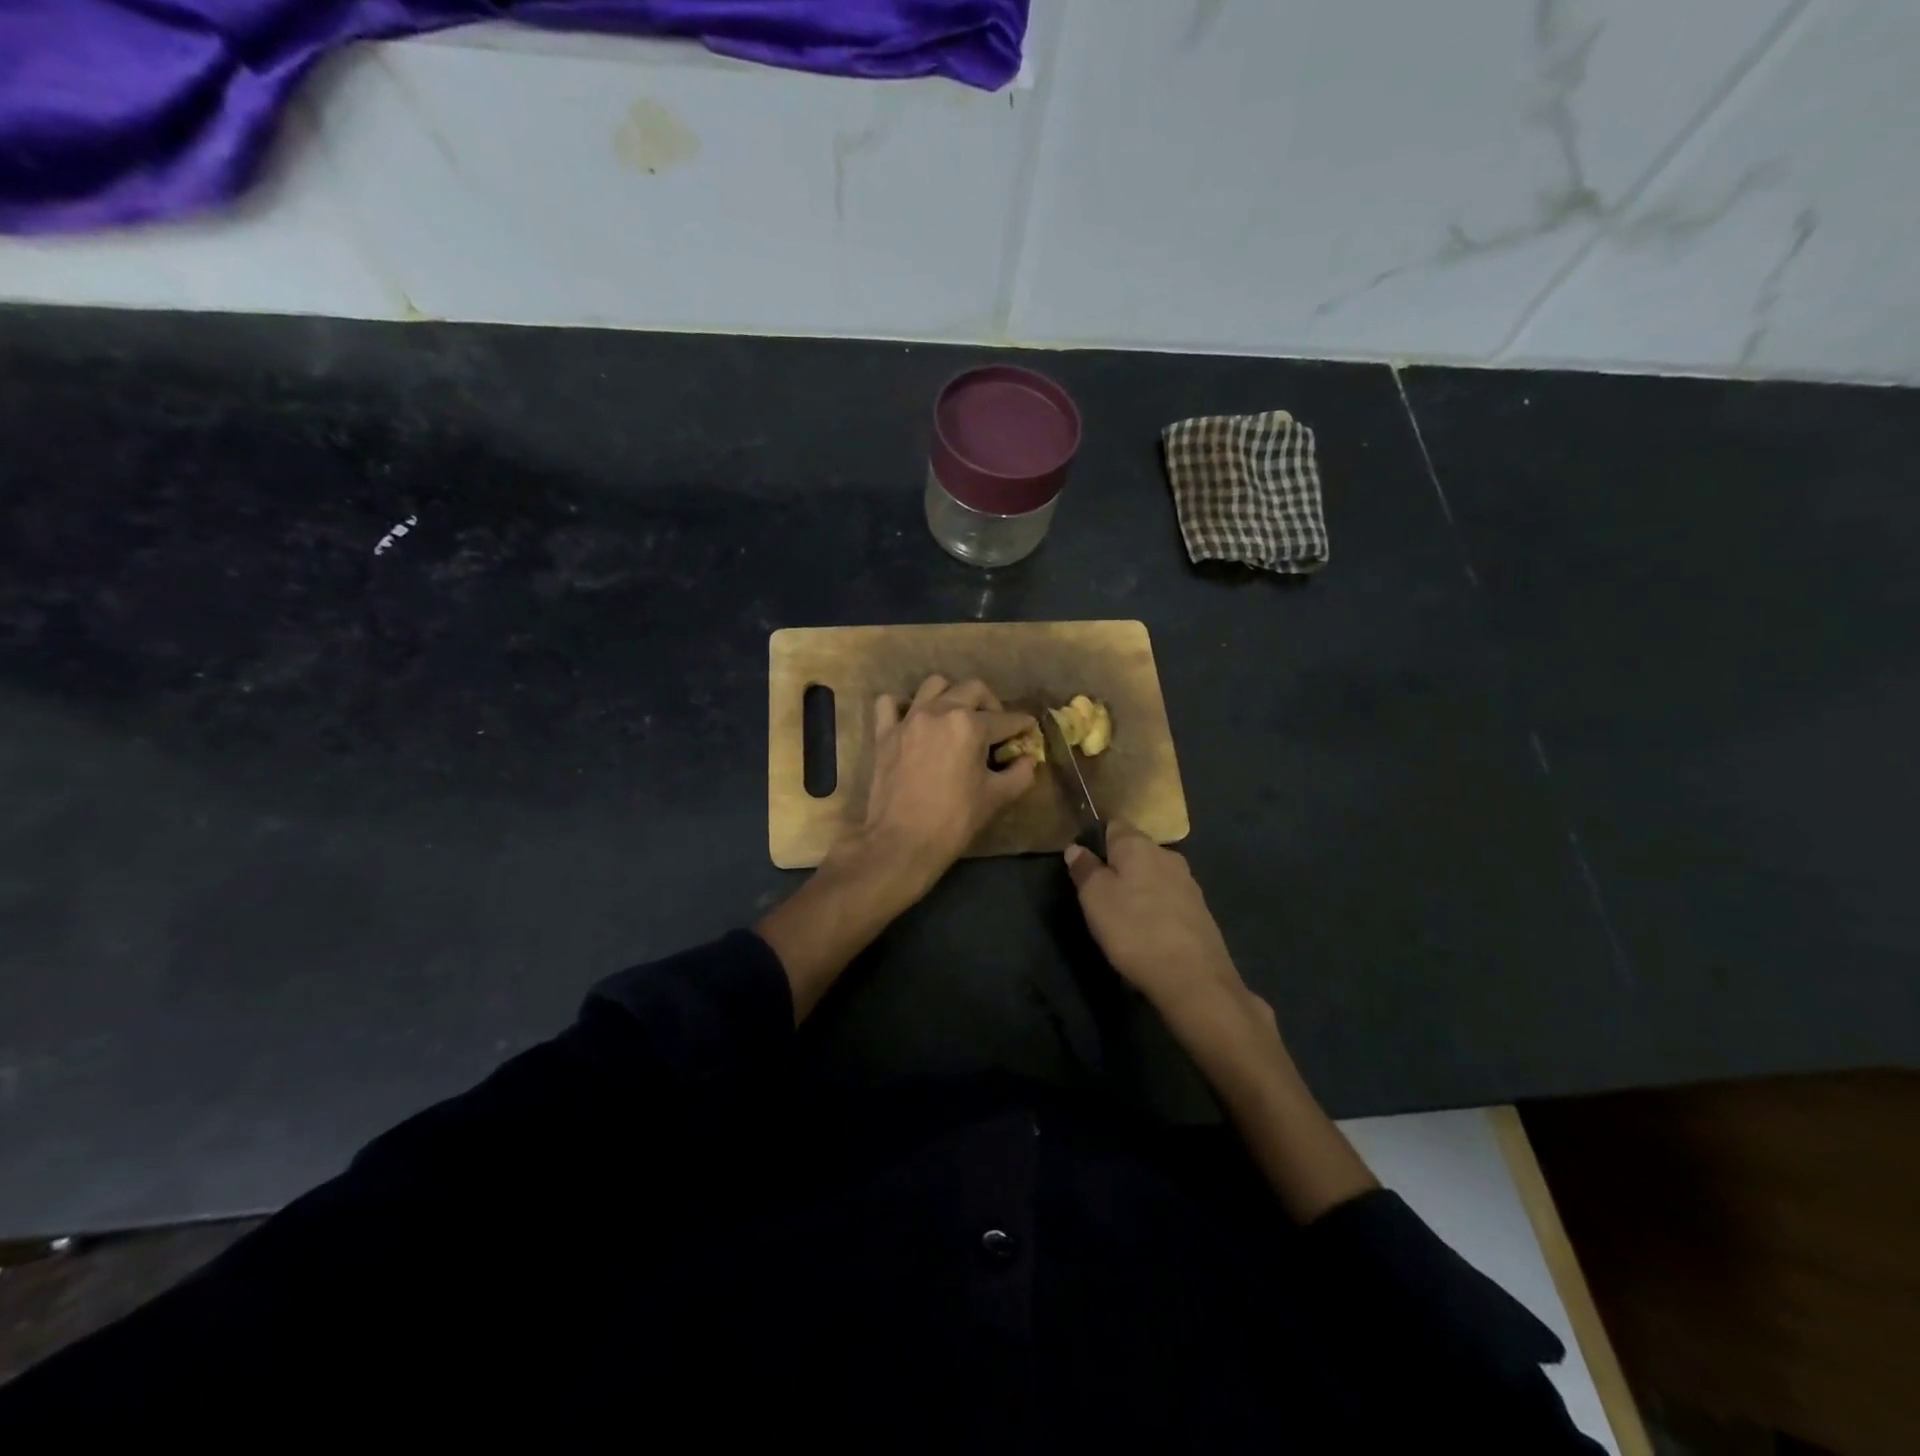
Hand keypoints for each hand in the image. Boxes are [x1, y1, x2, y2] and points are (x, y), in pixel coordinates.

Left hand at [854, 675, 1036, 892]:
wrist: (902, 842)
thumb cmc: (954, 820)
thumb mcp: (997, 798)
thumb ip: (1020, 773)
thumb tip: (1028, 759)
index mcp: (970, 725)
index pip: (1006, 719)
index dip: (1022, 725)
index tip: (1028, 730)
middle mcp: (939, 711)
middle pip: (973, 690)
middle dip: (991, 704)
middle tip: (995, 726)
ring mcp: (909, 719)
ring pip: (934, 685)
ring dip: (951, 695)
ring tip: (956, 716)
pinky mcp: (885, 733)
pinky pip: (890, 704)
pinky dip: (903, 706)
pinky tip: (913, 721)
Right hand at [1064, 820, 1253, 1026]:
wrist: (1193, 978)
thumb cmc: (1134, 930)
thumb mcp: (1095, 898)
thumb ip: (1084, 869)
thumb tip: (1076, 848)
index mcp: (1139, 845)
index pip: (1114, 825)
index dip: (1096, 841)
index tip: (1085, 866)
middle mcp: (1167, 855)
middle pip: (1135, 851)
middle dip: (1118, 867)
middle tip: (1099, 897)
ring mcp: (1188, 882)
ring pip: (1153, 876)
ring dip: (1138, 890)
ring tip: (1123, 919)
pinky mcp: (1200, 910)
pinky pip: (1168, 899)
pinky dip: (1155, 909)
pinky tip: (1148, 933)